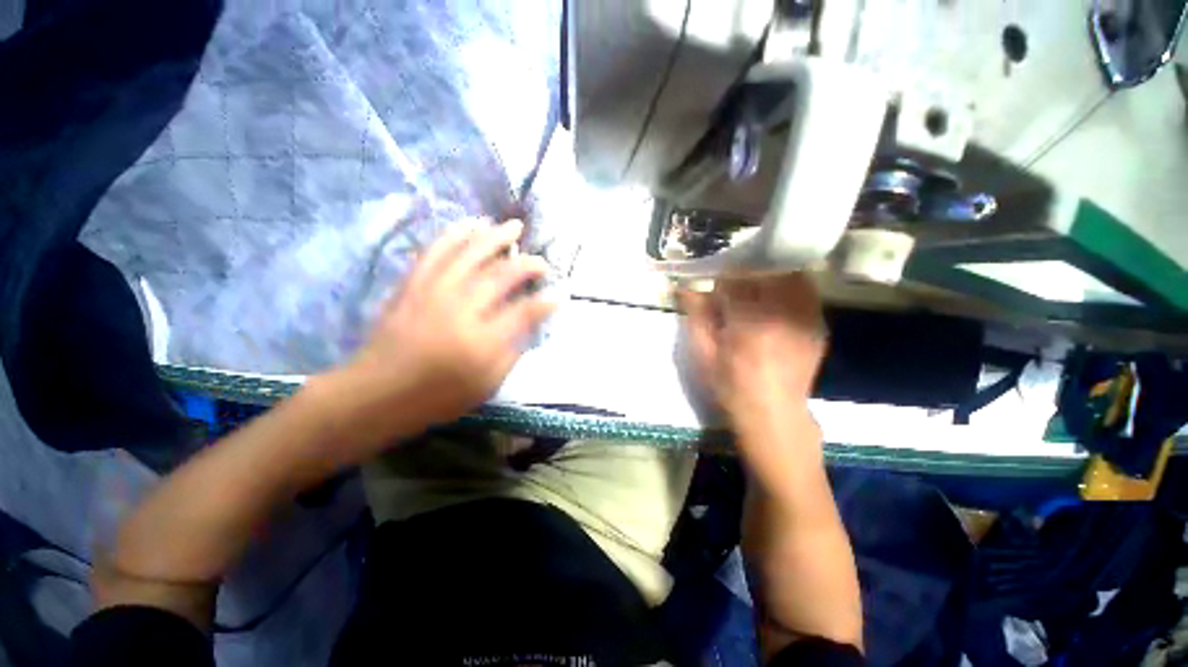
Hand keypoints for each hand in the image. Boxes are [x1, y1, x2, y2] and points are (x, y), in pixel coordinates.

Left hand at [316, 219, 554, 454]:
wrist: (377, 394)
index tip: (560, 294)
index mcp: (481, 342)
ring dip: (495, 237)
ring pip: (469, 254)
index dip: (545, 302)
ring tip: (513, 226)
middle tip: (542, 262)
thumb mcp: (486, 385)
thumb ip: (511, 353)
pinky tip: (470, 224)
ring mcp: (433, 292)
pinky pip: (436, 251)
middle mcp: (460, 310)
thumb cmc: (437, 396)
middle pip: (500, 276)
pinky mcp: (413, 284)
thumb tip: (528, 324)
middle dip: (527, 265)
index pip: (523, 313)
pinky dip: (455, 233)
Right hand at [680, 273, 825, 442]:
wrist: (774, 413)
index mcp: (748, 322)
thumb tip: (684, 286)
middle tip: (733, 283)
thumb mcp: (703, 354)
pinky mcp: (818, 324)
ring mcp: (805, 318)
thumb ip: (696, 316)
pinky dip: (789, 285)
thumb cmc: (731, 385)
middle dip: (745, 272)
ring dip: (769, 274)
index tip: (713, 281)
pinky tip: (776, 298)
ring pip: (789, 275)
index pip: (735, 279)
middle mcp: (781, 314)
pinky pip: (806, 290)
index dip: (721, 276)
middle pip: (764, 272)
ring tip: (756, 286)